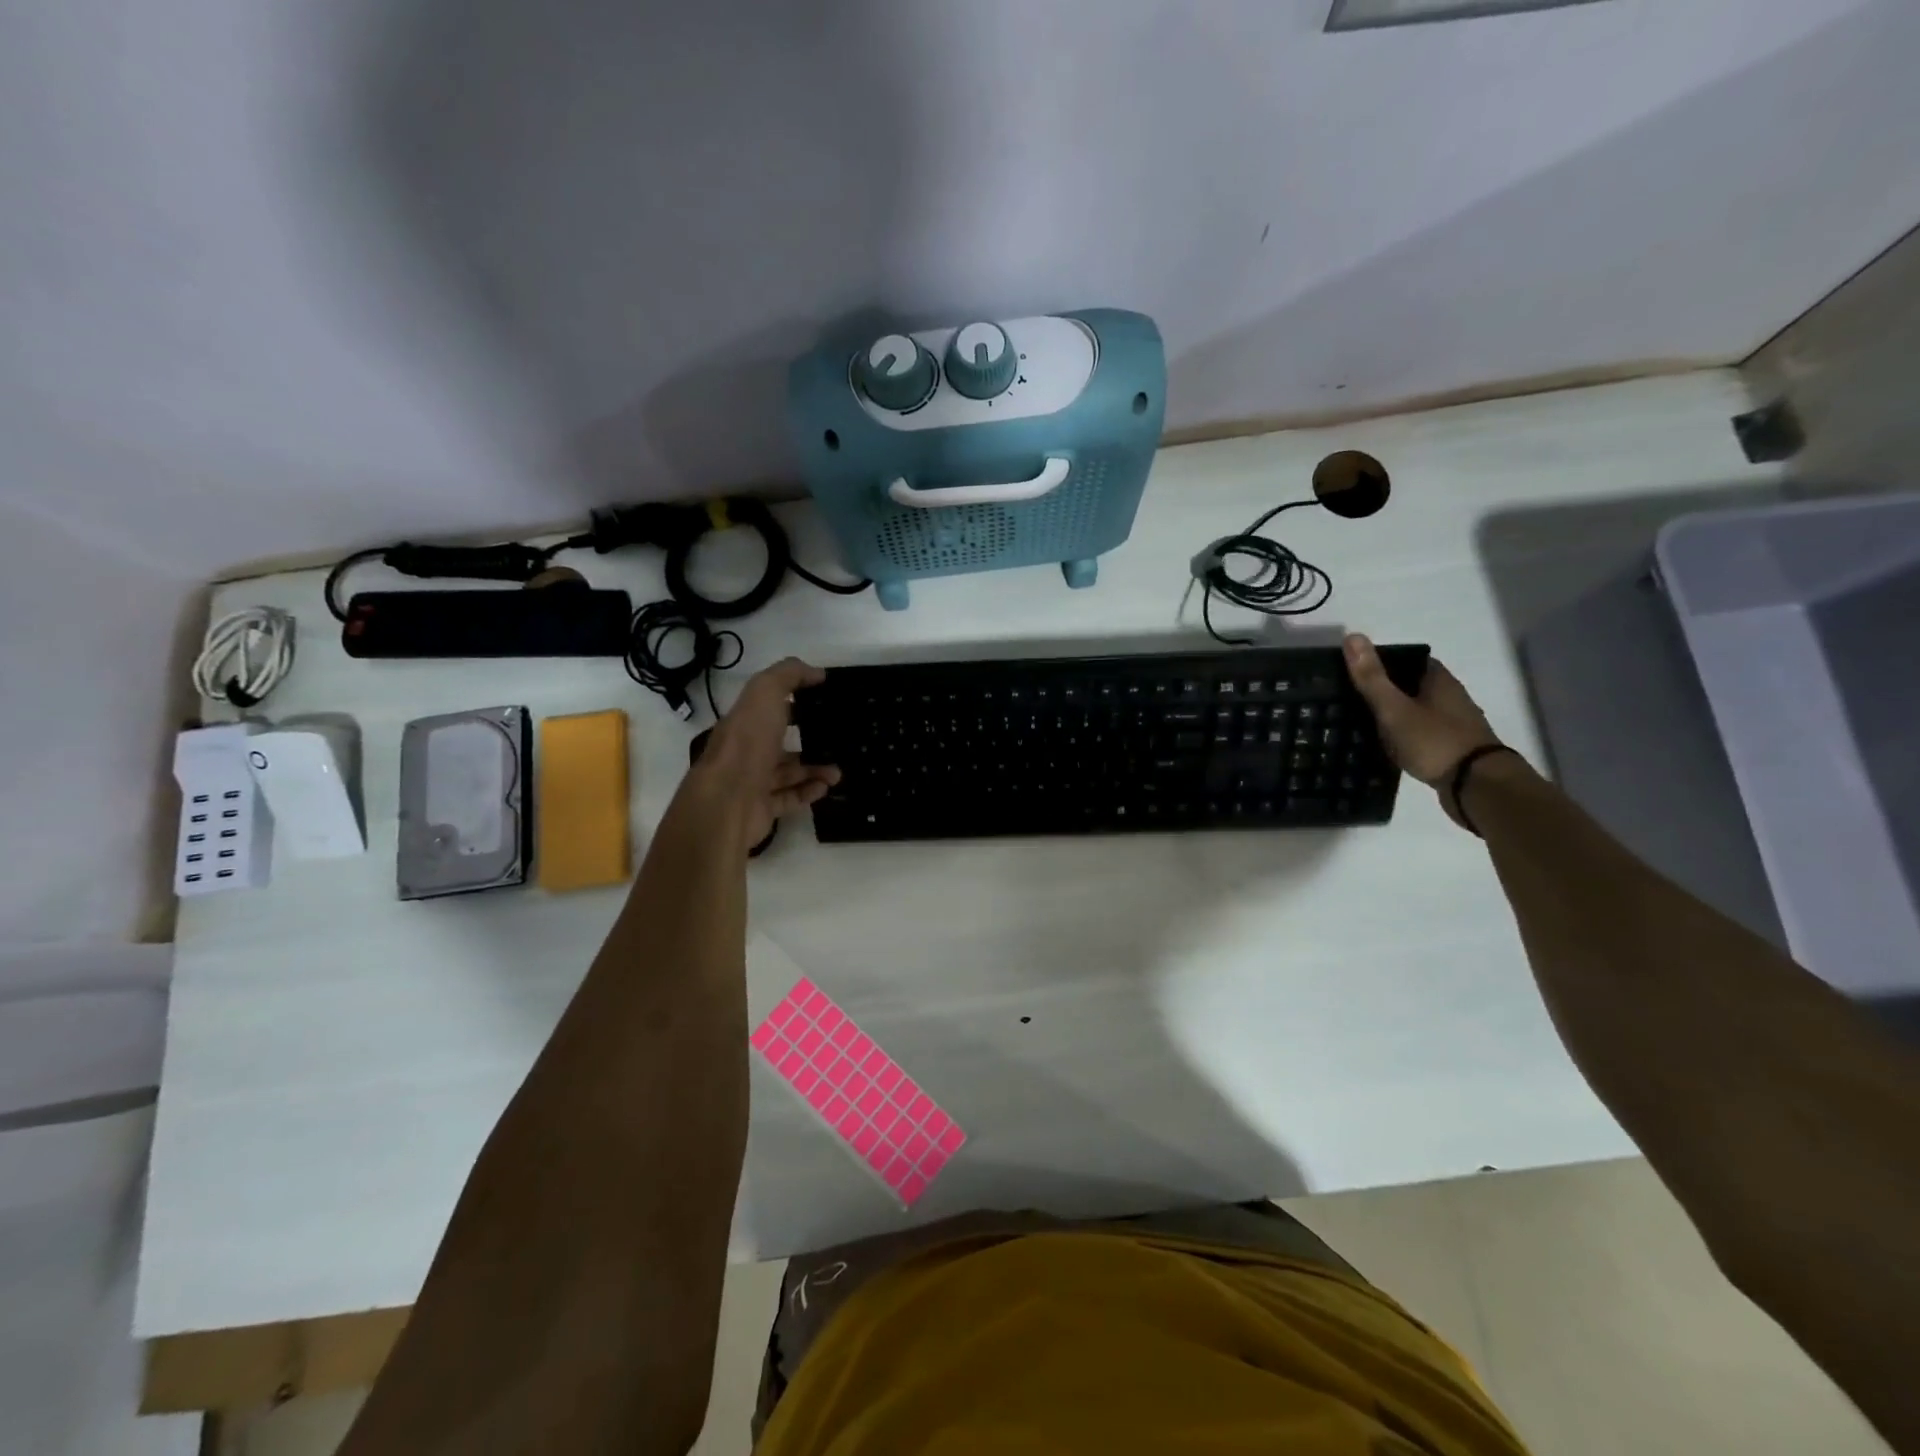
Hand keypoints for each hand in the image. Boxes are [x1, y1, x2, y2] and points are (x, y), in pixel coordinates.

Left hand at [680, 658, 840, 852]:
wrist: (727, 800)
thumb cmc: (747, 742)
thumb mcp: (765, 692)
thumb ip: (789, 675)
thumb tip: (816, 672)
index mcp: (745, 721)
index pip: (771, 707)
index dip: (795, 701)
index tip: (825, 700)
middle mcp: (747, 750)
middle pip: (781, 742)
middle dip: (811, 740)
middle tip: (838, 740)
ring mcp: (753, 781)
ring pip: (790, 772)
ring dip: (816, 769)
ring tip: (838, 772)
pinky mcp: (762, 808)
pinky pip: (790, 798)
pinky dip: (809, 792)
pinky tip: (825, 788)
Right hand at [1344, 633, 1503, 826]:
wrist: (1476, 786)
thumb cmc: (1434, 741)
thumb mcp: (1394, 708)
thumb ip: (1372, 677)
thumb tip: (1352, 635)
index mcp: (1439, 681)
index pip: (1408, 660)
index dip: (1382, 661)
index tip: (1354, 670)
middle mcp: (1450, 697)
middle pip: (1412, 685)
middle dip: (1385, 689)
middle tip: (1349, 696)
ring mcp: (1453, 724)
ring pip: (1416, 710)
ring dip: (1394, 713)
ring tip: (1360, 721)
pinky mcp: (1450, 749)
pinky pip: (1420, 733)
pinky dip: (1402, 735)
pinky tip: (1384, 745)